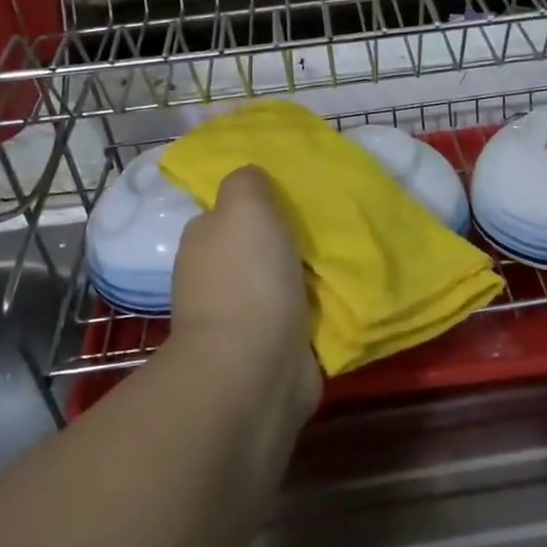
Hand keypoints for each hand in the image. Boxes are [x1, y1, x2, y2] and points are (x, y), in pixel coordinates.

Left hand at [170, 166, 319, 410]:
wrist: (254, 367)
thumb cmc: (248, 278)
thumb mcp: (244, 206)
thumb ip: (246, 183)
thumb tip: (252, 180)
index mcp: (203, 243)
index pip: (227, 214)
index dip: (257, 205)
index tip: (294, 199)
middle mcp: (214, 279)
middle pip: (255, 248)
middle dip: (285, 241)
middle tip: (327, 228)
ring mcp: (240, 318)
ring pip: (279, 282)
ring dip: (304, 275)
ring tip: (343, 259)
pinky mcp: (270, 349)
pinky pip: (298, 317)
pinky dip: (316, 309)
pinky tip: (342, 296)